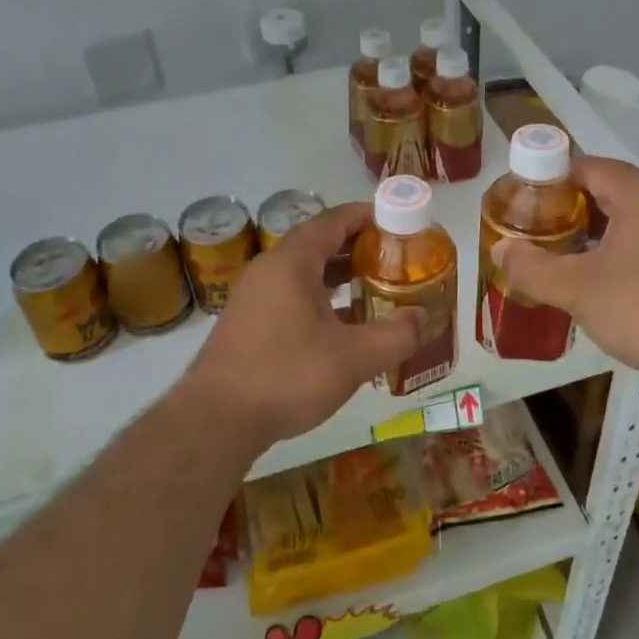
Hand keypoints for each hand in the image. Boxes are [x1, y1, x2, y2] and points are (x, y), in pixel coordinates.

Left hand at [177, 203, 421, 451]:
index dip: (368, 217)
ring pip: (305, 274)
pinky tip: (342, 328)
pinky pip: (291, 297)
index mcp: (292, 262)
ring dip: (340, 278)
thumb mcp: (353, 358)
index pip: (334, 220)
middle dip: (359, 250)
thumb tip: (422, 318)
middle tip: (396, 262)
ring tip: (377, 292)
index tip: (399, 224)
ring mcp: (254, 297)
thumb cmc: (287, 376)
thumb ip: (395, 335)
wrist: (216, 420)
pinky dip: (320, 301)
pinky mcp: (248, 323)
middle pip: (320, 244)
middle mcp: (269, 269)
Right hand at [492, 158, 638, 379]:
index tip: (525, 203)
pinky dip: (625, 249)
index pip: (587, 167)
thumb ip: (532, 268)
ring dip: (599, 232)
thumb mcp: (577, 290)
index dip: (550, 180)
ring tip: (568, 258)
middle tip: (540, 234)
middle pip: (610, 190)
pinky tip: (610, 281)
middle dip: (572, 209)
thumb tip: (499, 251)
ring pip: (633, 217)